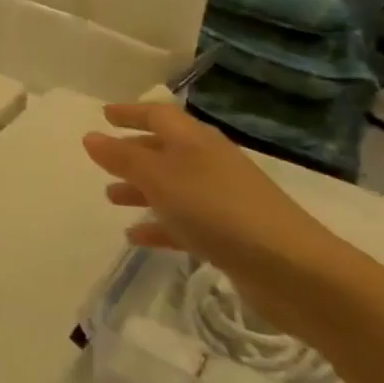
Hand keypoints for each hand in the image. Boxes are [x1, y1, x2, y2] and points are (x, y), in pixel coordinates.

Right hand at [82, 103, 345, 336]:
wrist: (292, 269)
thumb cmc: (217, 210)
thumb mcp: (160, 179)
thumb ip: (123, 158)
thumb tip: (90, 136)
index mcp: (194, 141)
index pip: (158, 115)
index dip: (130, 113)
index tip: (104, 114)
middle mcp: (208, 163)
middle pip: (164, 150)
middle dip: (132, 153)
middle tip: (102, 160)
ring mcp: (221, 199)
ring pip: (171, 187)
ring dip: (141, 190)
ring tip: (111, 198)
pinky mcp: (229, 234)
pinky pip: (183, 222)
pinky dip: (159, 225)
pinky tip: (136, 236)